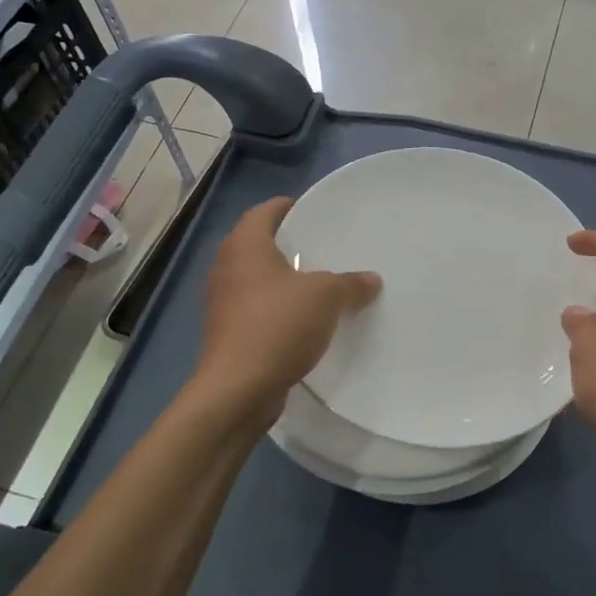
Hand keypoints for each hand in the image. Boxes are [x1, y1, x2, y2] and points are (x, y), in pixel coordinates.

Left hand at [194, 197, 380, 425]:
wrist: (237, 389)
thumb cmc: (277, 325)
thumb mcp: (326, 297)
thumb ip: (350, 283)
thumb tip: (371, 279)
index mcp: (245, 247)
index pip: (262, 212)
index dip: (286, 207)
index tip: (310, 210)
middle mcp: (227, 269)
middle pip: (256, 244)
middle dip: (286, 244)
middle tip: (321, 246)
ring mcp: (224, 303)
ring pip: (256, 279)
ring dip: (282, 279)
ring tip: (318, 283)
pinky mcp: (228, 333)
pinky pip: (256, 309)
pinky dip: (277, 308)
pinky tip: (304, 320)